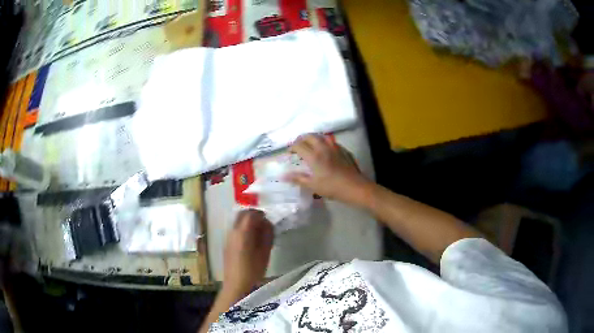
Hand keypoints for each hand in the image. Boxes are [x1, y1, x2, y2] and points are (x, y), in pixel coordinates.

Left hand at [223, 209, 273, 297]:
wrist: (236, 285)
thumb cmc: (253, 270)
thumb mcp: (265, 252)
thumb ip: (267, 235)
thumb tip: (268, 223)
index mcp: (242, 233)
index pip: (250, 214)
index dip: (260, 214)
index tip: (269, 221)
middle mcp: (232, 232)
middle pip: (241, 215)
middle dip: (253, 216)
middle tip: (264, 225)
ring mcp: (227, 238)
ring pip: (238, 222)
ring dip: (248, 223)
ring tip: (259, 235)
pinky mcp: (226, 244)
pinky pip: (235, 230)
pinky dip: (243, 230)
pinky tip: (251, 242)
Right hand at [288, 134, 370, 204]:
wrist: (355, 187)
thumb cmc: (332, 187)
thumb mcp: (313, 185)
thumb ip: (298, 179)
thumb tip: (283, 176)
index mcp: (314, 156)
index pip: (299, 145)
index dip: (292, 148)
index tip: (290, 153)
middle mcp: (323, 147)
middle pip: (309, 136)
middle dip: (301, 139)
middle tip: (298, 147)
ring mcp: (335, 147)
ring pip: (321, 136)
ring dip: (313, 138)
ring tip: (311, 145)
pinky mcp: (343, 149)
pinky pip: (331, 141)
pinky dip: (324, 142)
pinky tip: (325, 151)